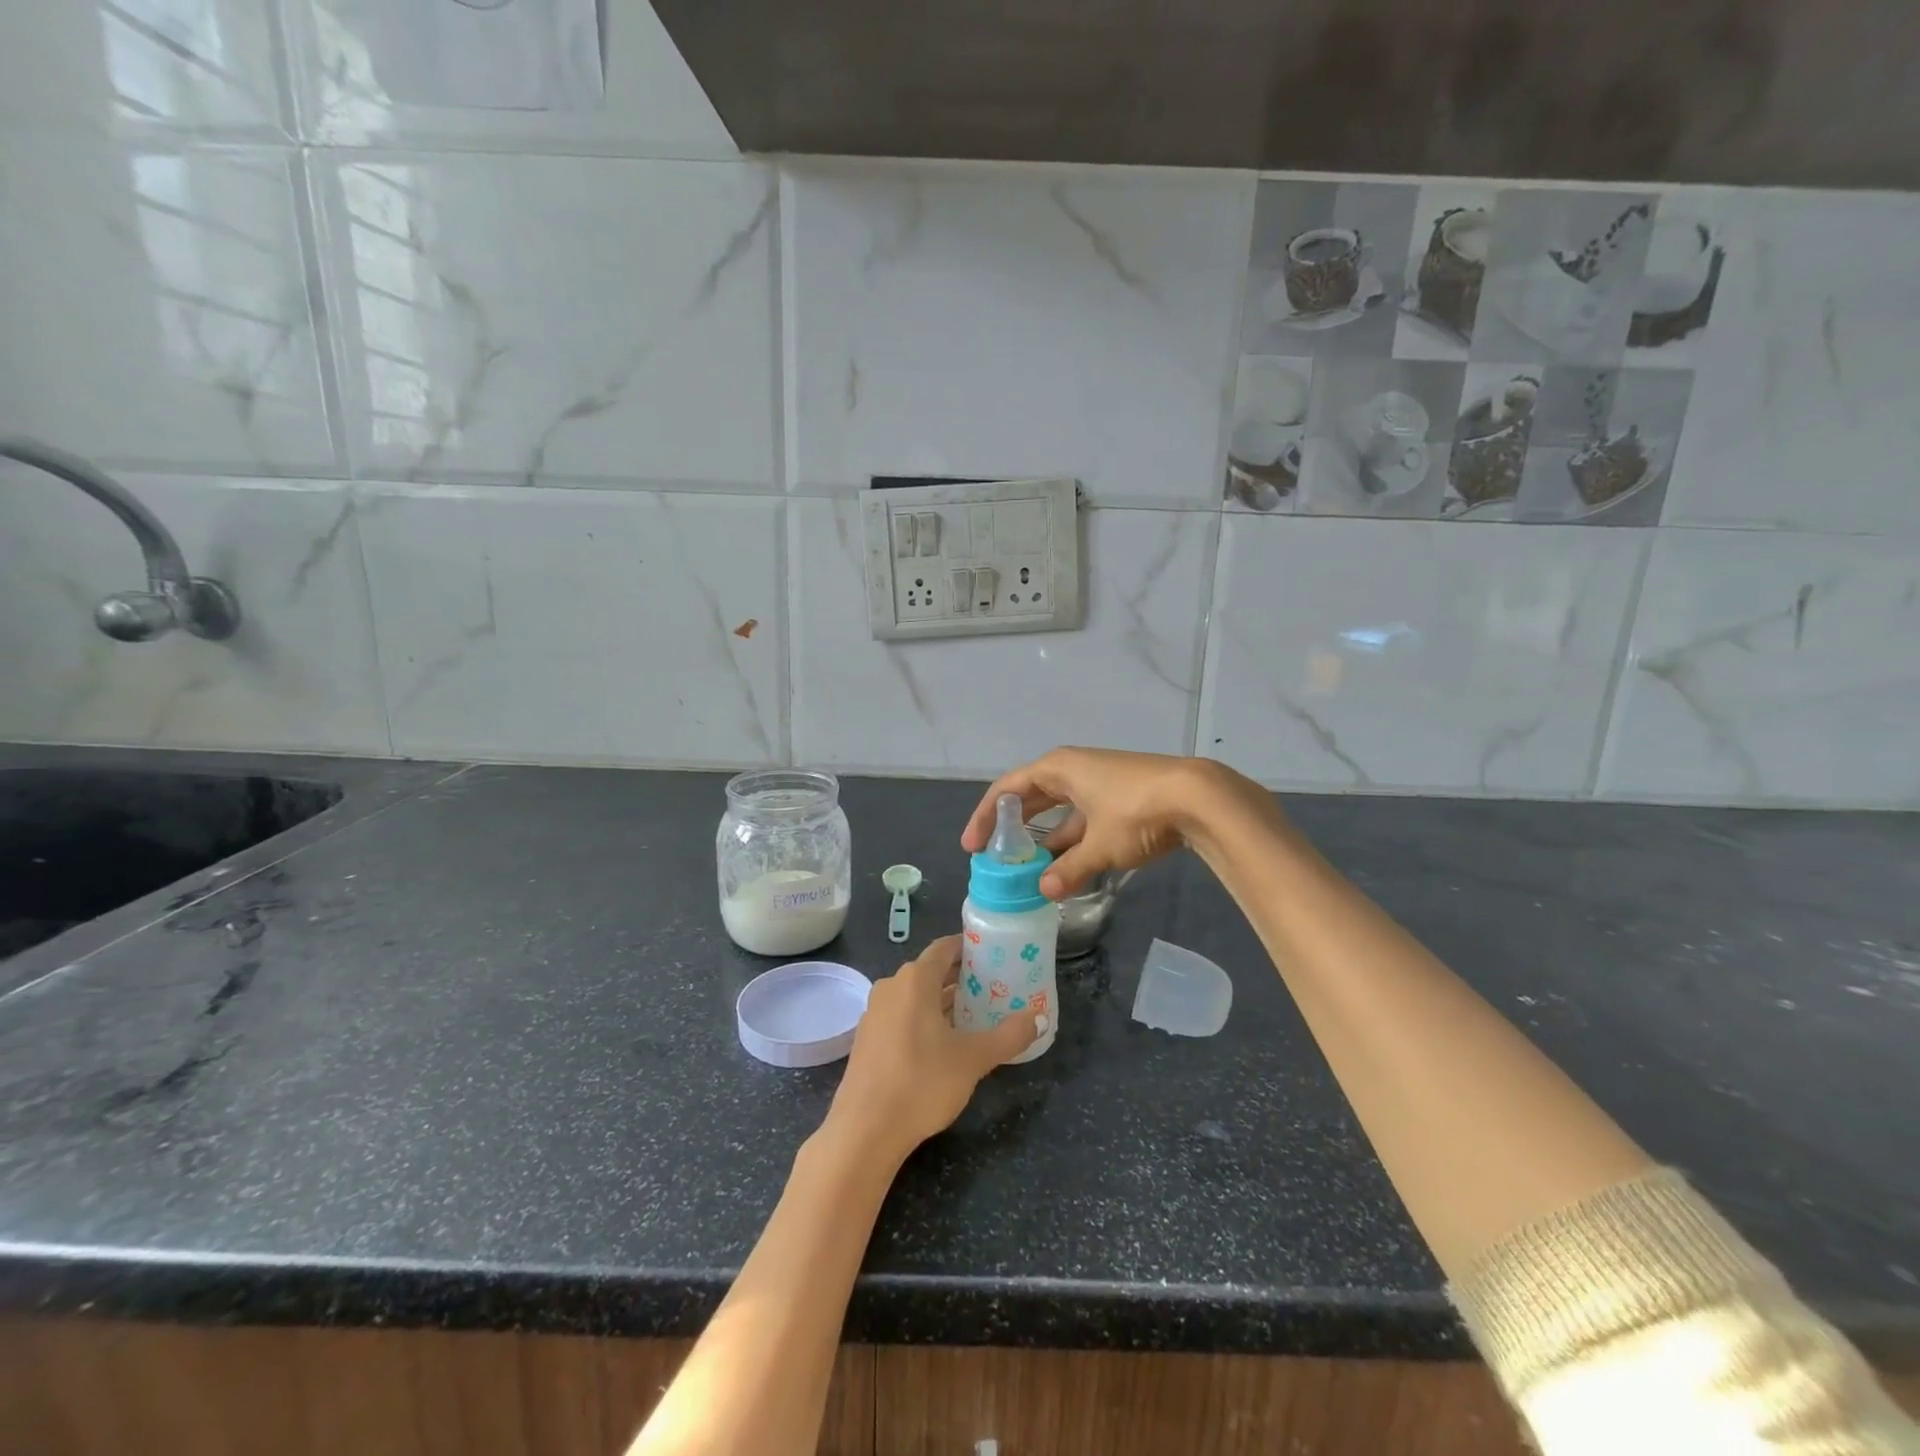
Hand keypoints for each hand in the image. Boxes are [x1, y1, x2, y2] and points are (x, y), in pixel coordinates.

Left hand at [828, 936, 1039, 1162]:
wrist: (865, 1130)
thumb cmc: (922, 1083)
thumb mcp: (974, 1059)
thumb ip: (1009, 1036)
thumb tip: (1040, 1018)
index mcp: (915, 980)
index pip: (945, 948)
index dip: (969, 948)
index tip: (995, 955)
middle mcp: (891, 987)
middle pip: (931, 971)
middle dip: (961, 978)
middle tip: (993, 988)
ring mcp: (875, 1013)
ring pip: (915, 996)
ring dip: (943, 1001)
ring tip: (975, 1015)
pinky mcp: (867, 1039)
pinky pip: (901, 1016)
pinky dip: (923, 1019)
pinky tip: (943, 1043)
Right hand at [962, 748, 1274, 898]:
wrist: (1200, 797)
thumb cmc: (1137, 812)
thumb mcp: (1099, 847)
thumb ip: (1069, 870)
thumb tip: (1045, 891)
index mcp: (1058, 769)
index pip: (1007, 789)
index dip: (985, 817)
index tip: (972, 846)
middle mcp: (1074, 769)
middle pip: (1031, 796)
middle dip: (1012, 826)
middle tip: (994, 856)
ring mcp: (1098, 782)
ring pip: (1059, 810)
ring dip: (1044, 838)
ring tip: (1028, 869)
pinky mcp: (1120, 796)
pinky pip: (1082, 817)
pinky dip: (1072, 839)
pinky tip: (1068, 864)